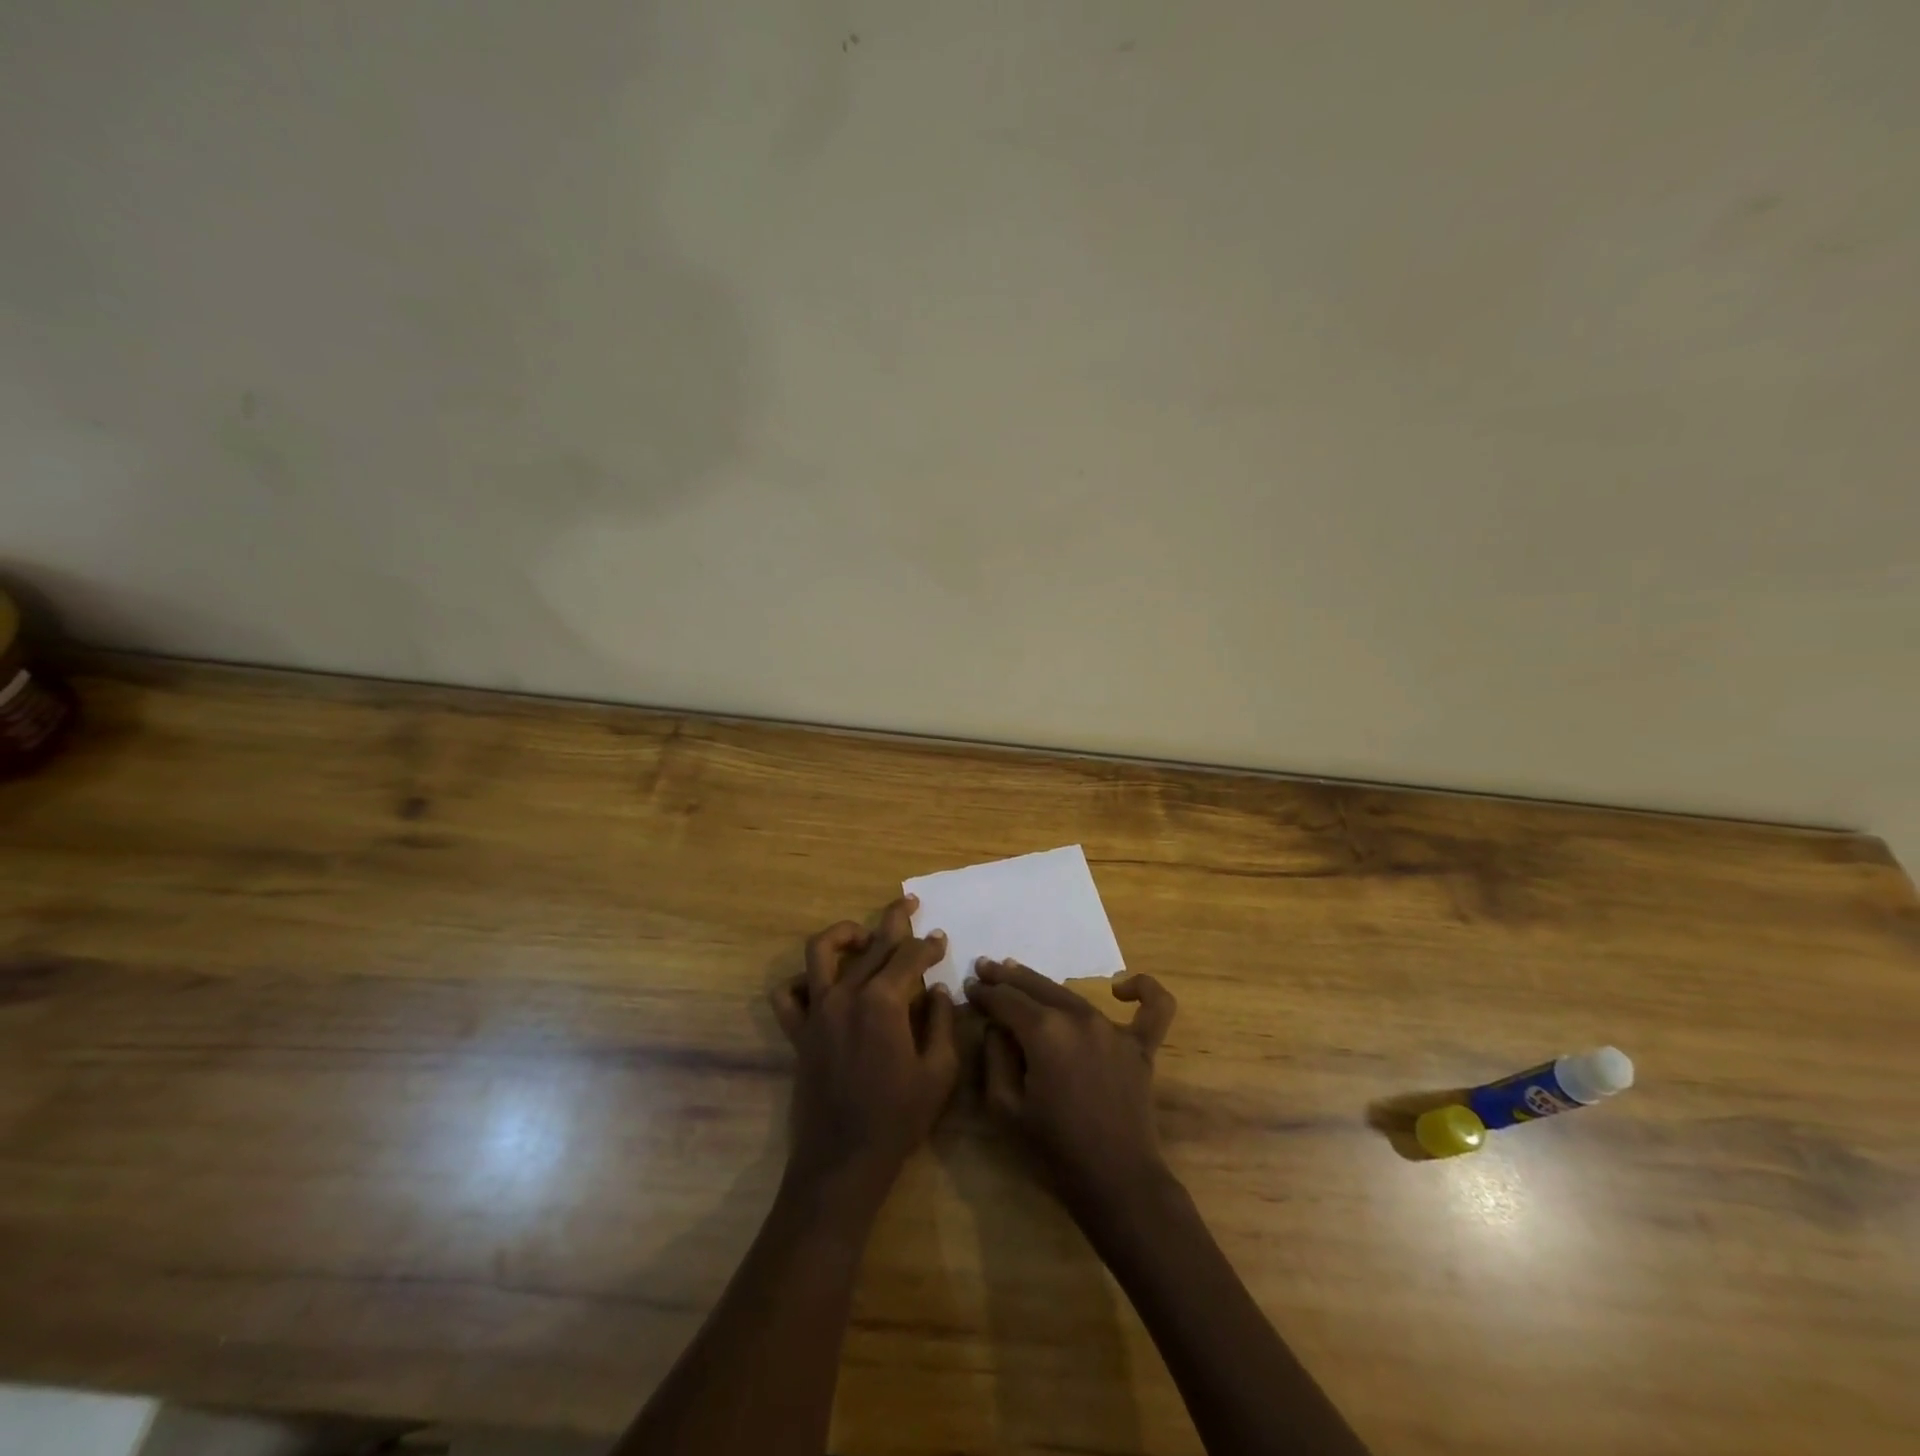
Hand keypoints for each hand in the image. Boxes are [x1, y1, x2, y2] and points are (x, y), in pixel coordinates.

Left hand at [771, 897, 959, 1199]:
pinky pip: (788, 995)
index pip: (910, 956)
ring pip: (820, 952)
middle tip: (910, 905)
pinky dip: (801, 982)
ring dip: (843, 935)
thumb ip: (943, 1023)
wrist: (843, 1162)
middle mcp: (846, 995)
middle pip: (873, 944)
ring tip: (862, 935)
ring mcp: (817, 1011)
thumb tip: (940, 991)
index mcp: (883, 1002)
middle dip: (895, 920)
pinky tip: (822, 985)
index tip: (940, 939)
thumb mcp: (939, 1072)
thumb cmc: (898, 1119)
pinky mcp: (798, 1032)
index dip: (929, 945)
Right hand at [966, 959, 1177, 1223]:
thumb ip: (995, 1057)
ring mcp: (1113, 1029)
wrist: (1116, 1182)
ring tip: (1020, 975)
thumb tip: (997, 1027)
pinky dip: (1143, 991)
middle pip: (1036, 988)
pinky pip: (1153, 1009)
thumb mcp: (1005, 1108)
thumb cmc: (1054, 1150)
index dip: (984, 993)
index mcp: (1044, 1032)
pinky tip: (1122, 989)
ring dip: (1043, 984)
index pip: (1005, 1000)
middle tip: (985, 968)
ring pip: (1072, 995)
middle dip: (1006, 977)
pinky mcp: (1140, 1047)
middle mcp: (1078, 1018)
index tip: (968, 986)